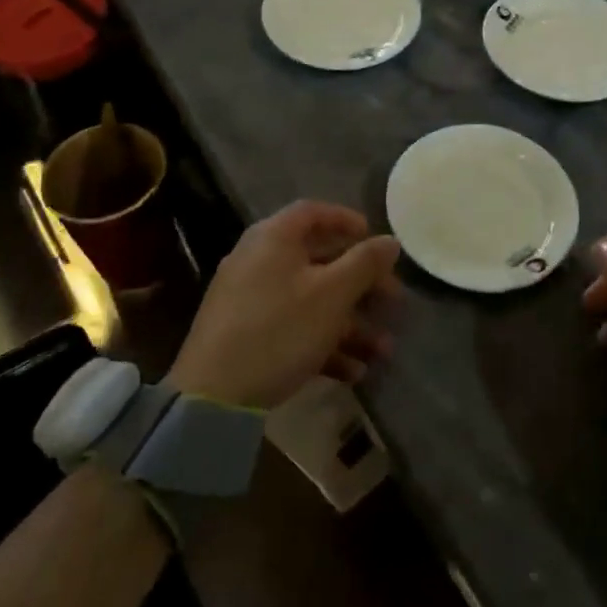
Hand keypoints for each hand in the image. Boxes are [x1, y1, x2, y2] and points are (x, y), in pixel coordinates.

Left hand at [169, 200, 401, 410]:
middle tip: (393, 302)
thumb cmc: (280, 329)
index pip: (314, 212)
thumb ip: (364, 263)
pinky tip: (352, 372)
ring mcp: (248, 298)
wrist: (213, 395)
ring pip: (310, 300)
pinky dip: (322, 342)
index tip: (377, 241)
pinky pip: (292, 326)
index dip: (348, 221)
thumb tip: (390, 240)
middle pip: (318, 260)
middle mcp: (258, 259)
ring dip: (349, 323)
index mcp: (274, 237)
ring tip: (382, 351)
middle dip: (360, 284)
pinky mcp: (245, 334)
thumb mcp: (332, 294)